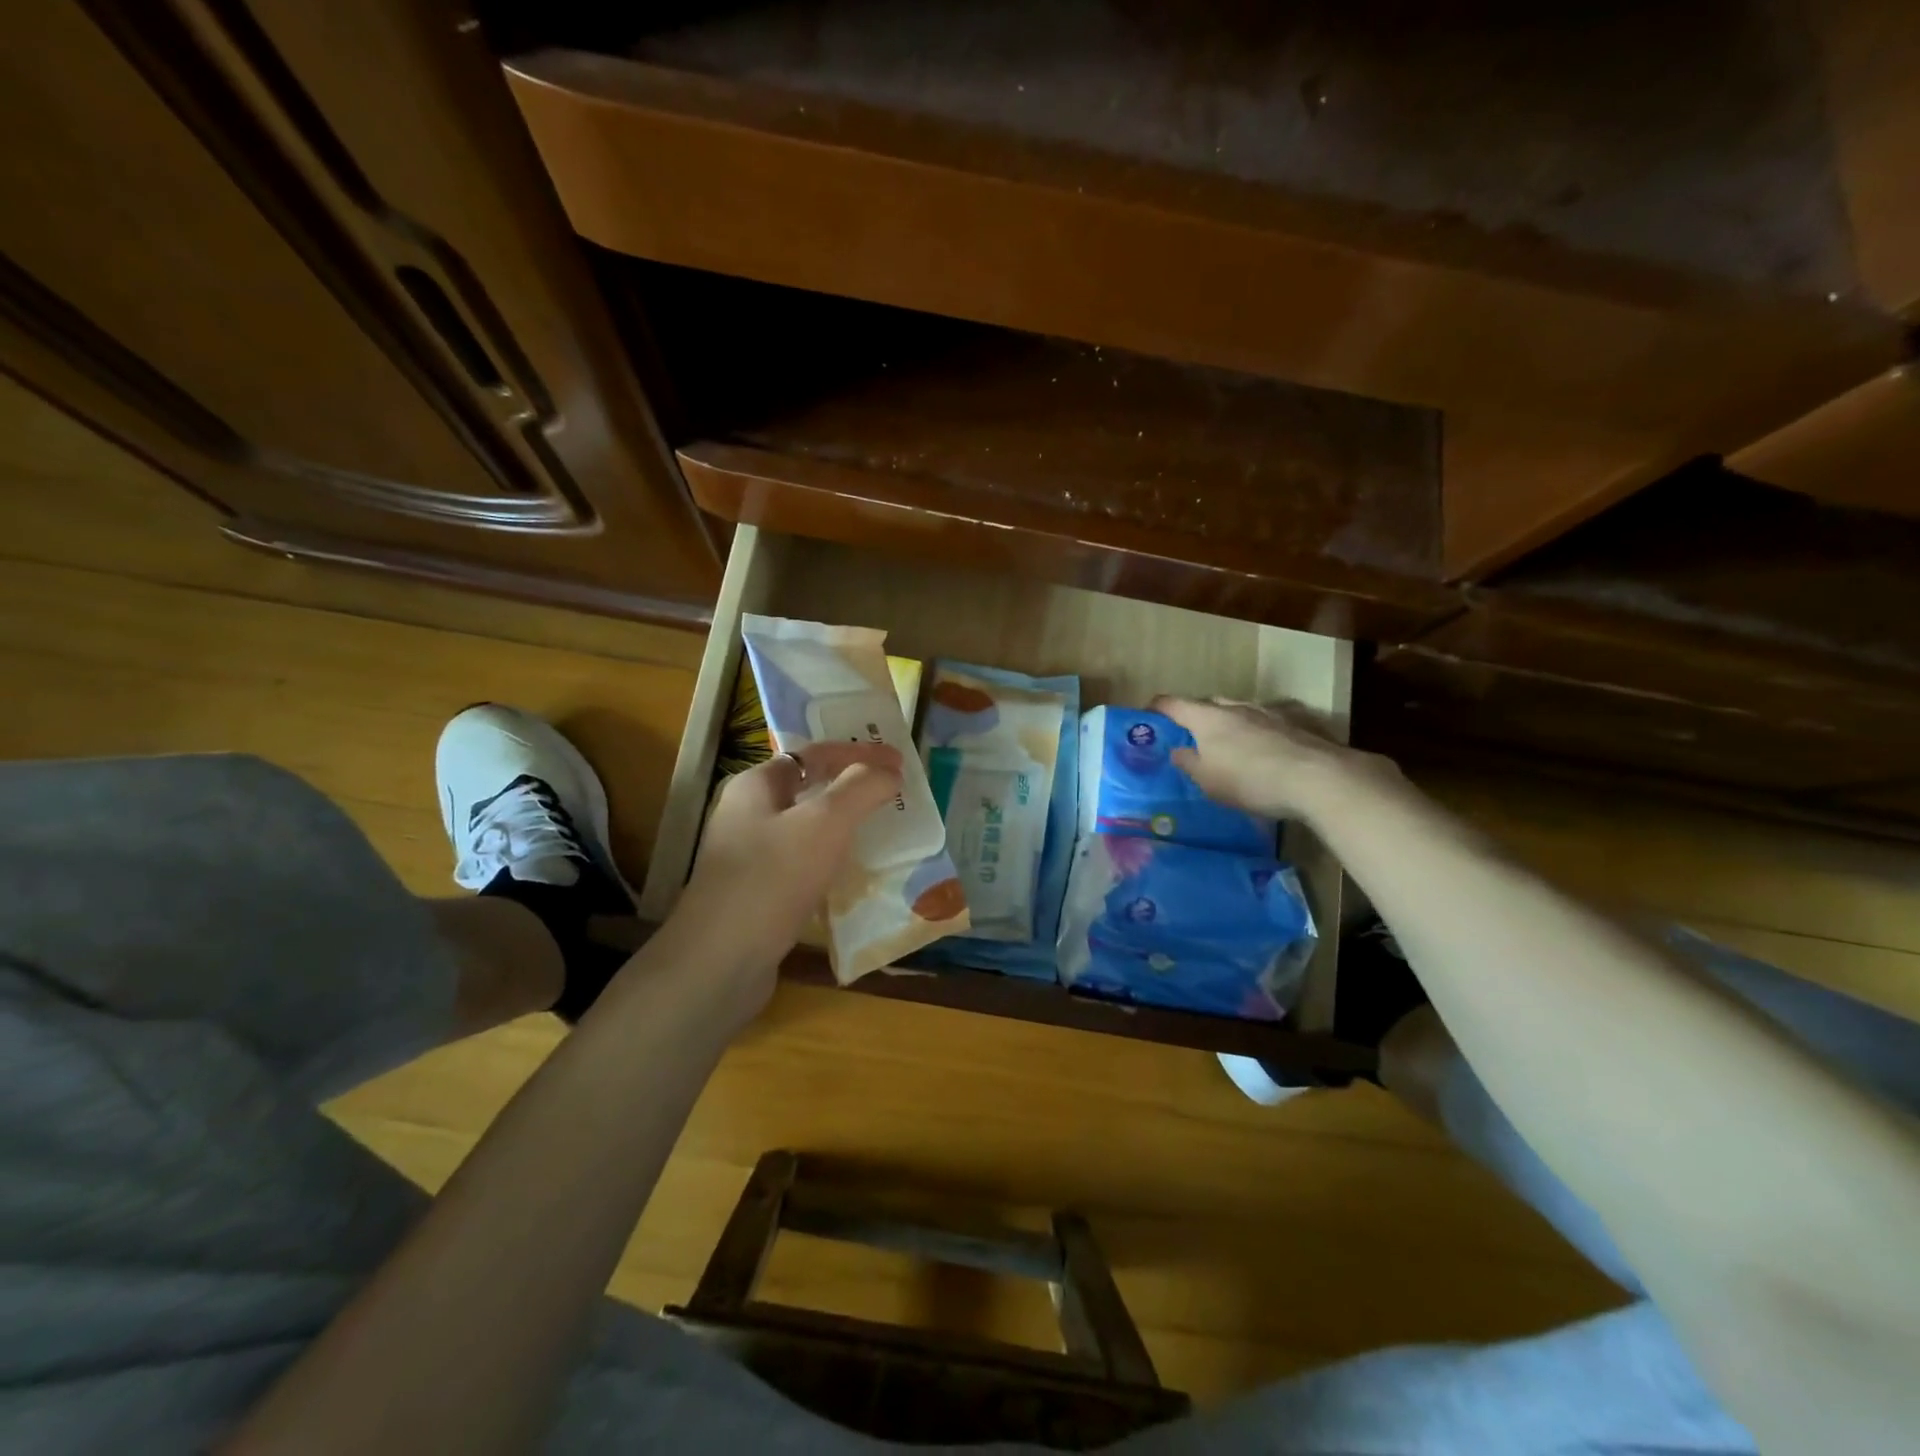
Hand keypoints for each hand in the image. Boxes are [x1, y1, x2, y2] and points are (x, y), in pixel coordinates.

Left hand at [670, 742, 903, 1016]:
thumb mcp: (825, 823)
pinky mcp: (756, 894)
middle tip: (893, 795)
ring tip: (880, 832)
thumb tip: (888, 771)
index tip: (899, 761)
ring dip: (842, 826)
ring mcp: (748, 856)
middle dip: (852, 788)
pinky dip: (829, 861)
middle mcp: (747, 814)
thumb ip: (860, 789)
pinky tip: (851, 876)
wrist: (720, 961)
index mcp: (756, 785)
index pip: (813, 753)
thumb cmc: (773, 878)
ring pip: (805, 828)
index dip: (858, 752)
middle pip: (808, 788)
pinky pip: (801, 864)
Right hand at [1151, 696, 1389, 822]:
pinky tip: (1267, 742)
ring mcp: (1270, 711)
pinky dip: (1261, 727)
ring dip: (1231, 720)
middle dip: (1197, 714)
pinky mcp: (1298, 721)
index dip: (1158, 707)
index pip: (1174, 704)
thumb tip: (1177, 750)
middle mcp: (1237, 707)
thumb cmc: (1250, 780)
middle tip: (1191, 732)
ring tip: (1230, 739)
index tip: (1148, 712)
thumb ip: (1189, 763)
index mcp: (1208, 718)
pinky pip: (1270, 719)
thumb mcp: (1208, 781)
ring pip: (1241, 709)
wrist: (1317, 779)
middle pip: (1209, 703)